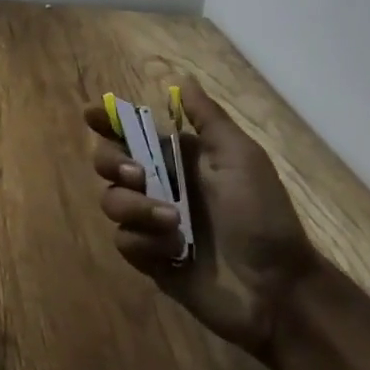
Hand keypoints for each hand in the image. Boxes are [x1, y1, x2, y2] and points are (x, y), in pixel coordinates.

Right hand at [86, 77, 316, 354]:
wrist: (278, 289)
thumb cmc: (261, 215)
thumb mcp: (240, 157)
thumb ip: (207, 118)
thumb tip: (182, 79)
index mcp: (177, 158)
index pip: (130, 131)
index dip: (106, 121)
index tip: (91, 115)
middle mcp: (159, 185)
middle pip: (107, 161)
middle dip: (111, 162)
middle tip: (137, 174)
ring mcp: (152, 222)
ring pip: (111, 200)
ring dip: (135, 206)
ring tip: (171, 221)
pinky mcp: (150, 258)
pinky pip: (124, 240)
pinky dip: (144, 241)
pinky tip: (175, 250)